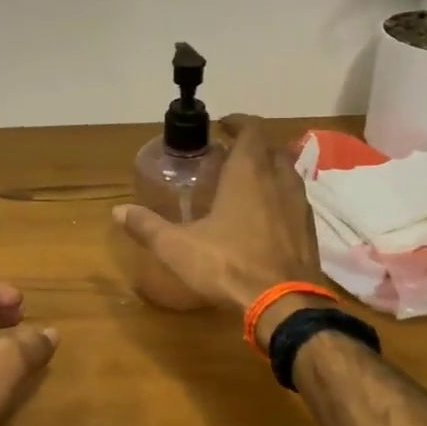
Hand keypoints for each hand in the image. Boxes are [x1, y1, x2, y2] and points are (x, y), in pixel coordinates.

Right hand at [114, 115, 326, 339]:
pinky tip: (263, 216)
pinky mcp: (309, 228)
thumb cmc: (229, 265)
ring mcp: (299, 203)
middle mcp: (278, 179)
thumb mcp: (178, 247)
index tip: (222, 126)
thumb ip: (147, 227)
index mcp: (248, 172)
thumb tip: (118, 211)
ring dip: (268, 169)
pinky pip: (294, 198)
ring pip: (286, 172)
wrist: (284, 303)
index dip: (237, 122)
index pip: (251, 129)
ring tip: (245, 183)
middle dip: (251, 145)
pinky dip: (279, 196)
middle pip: (271, 147)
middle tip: (228, 155)